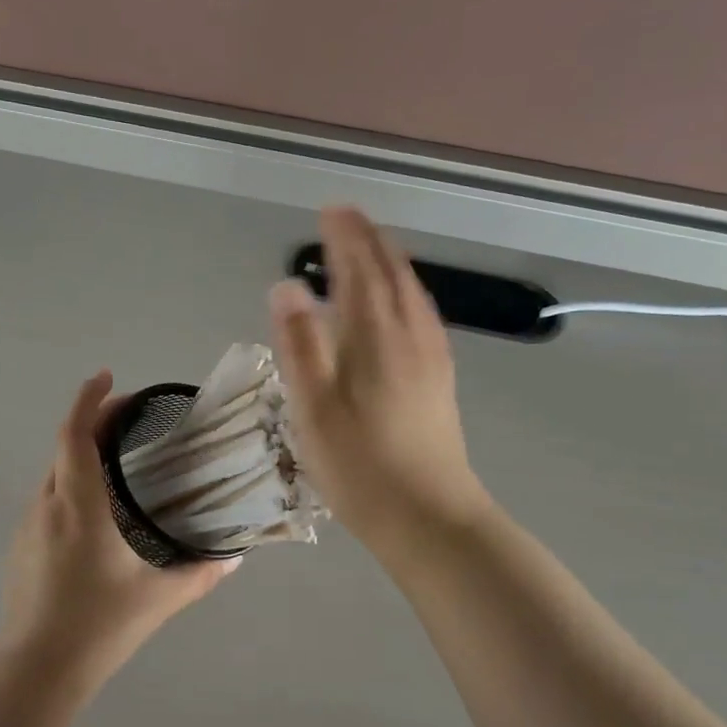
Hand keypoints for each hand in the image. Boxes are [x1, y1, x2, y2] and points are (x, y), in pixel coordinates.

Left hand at [0, 371, 237, 689]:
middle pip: (65, 446)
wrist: (37, 668)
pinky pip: (48, 499)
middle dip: (92, 421)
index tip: (108, 377)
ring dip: (80, 454)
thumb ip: (200, 573)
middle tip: (127, 416)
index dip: (90, 399)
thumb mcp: (158, 598)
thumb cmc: (99, 625)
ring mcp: (29, 526)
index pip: (76, 434)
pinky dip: (70, 484)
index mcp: (79, 504)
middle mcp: (48, 504)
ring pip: (54, 473)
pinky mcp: (22, 547)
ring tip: (116, 458)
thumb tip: (234, 557)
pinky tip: (94, 511)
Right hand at [269, 208, 492, 559]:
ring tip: (372, 248)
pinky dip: (407, 292)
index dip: (345, 238)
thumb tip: (287, 286)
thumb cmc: (360, 465)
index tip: (331, 210)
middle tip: (347, 218)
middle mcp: (410, 337)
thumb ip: (300, 344)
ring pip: (412, 294)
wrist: (429, 516)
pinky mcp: (439, 380)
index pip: (360, 272)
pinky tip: (403, 304)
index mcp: (376, 338)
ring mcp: (431, 358)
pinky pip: (423, 315)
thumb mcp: (314, 408)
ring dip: (391, 263)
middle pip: (392, 275)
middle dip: (369, 241)